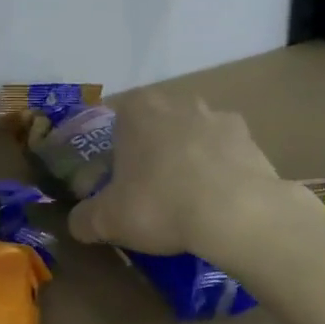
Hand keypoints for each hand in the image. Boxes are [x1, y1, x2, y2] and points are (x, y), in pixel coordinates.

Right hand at [68, 90, 302, 265]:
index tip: (117, 179)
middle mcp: (174, 101)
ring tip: (188, 197)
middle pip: (155, 124)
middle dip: (152, 149)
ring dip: (188, 156)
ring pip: (192, 134)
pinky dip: (221, 168)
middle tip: (150, 189)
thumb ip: (84, 218)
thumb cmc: (160, 204)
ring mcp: (215, 114)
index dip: (114, 150)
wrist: (237, 213)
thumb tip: (77, 223)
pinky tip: (220, 198)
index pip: (115, 120)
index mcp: (135, 109)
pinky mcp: (248, 136)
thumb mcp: (108, 220)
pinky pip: (225, 150)